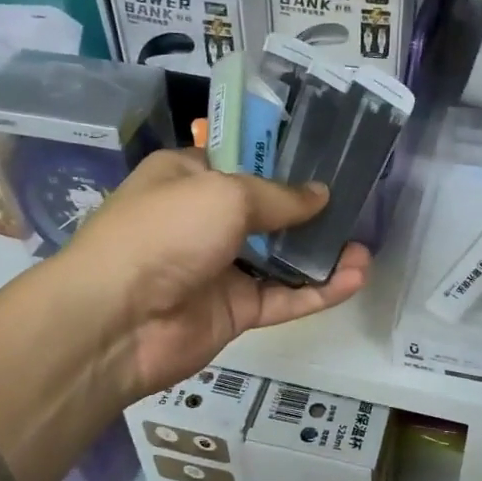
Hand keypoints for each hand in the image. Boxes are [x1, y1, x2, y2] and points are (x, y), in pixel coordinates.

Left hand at [60, 149, 368, 398]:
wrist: (116, 321)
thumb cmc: (165, 232)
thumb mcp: (224, 194)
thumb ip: (278, 196)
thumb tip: (321, 195)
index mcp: (188, 178)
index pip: (241, 161)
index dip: (282, 160)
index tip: (327, 158)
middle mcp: (203, 220)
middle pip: (267, 212)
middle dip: (310, 210)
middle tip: (357, 204)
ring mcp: (219, 268)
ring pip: (280, 259)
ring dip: (321, 253)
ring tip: (365, 249)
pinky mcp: (234, 311)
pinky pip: (282, 297)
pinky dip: (317, 290)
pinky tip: (354, 278)